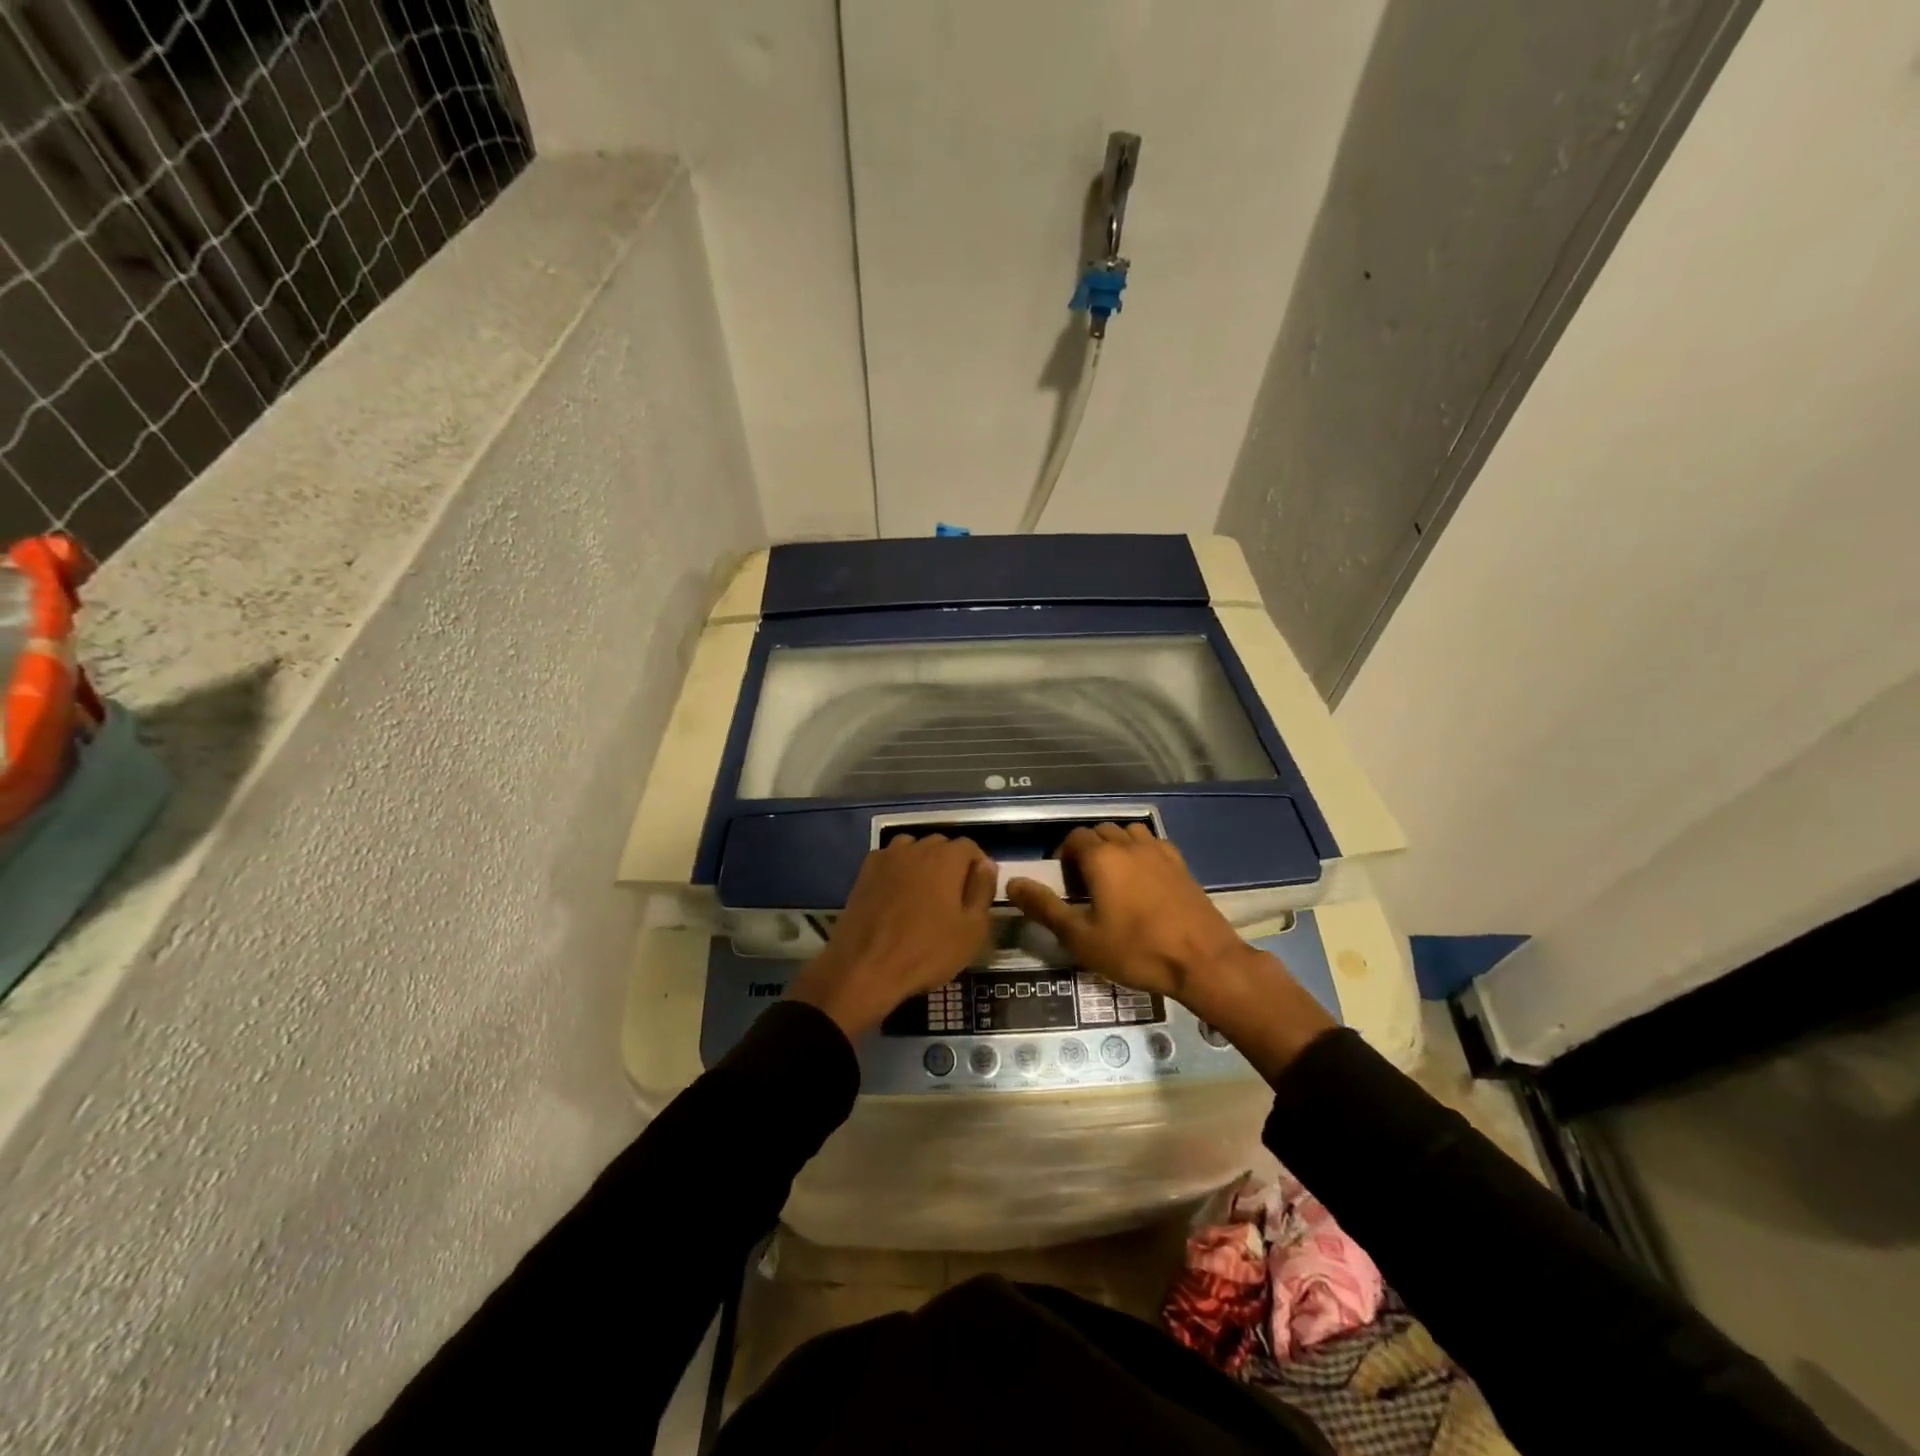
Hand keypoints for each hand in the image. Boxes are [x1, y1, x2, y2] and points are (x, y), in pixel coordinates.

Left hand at [788, 834, 995, 1040]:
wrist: (865, 968)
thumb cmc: (926, 951)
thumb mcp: (972, 929)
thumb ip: (983, 891)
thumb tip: (986, 866)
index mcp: (946, 857)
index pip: (970, 847)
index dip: (978, 868)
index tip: (977, 894)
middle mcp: (916, 848)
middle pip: (941, 846)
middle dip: (951, 865)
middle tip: (953, 899)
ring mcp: (887, 857)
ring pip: (914, 850)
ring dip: (923, 865)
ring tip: (924, 896)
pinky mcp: (865, 872)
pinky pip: (890, 861)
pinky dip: (898, 871)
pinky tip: (897, 897)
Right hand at [1005, 824, 1335, 1077]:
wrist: (1203, 961)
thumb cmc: (1135, 950)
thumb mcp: (1081, 937)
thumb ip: (1044, 907)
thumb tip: (1011, 884)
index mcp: (1102, 856)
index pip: (1074, 838)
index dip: (1064, 858)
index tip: (1066, 887)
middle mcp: (1129, 844)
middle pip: (1101, 832)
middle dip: (1088, 851)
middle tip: (1086, 887)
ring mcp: (1159, 851)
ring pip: (1128, 834)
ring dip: (1116, 848)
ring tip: (1115, 881)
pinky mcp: (1181, 864)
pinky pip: (1153, 845)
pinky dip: (1141, 854)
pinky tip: (1144, 883)